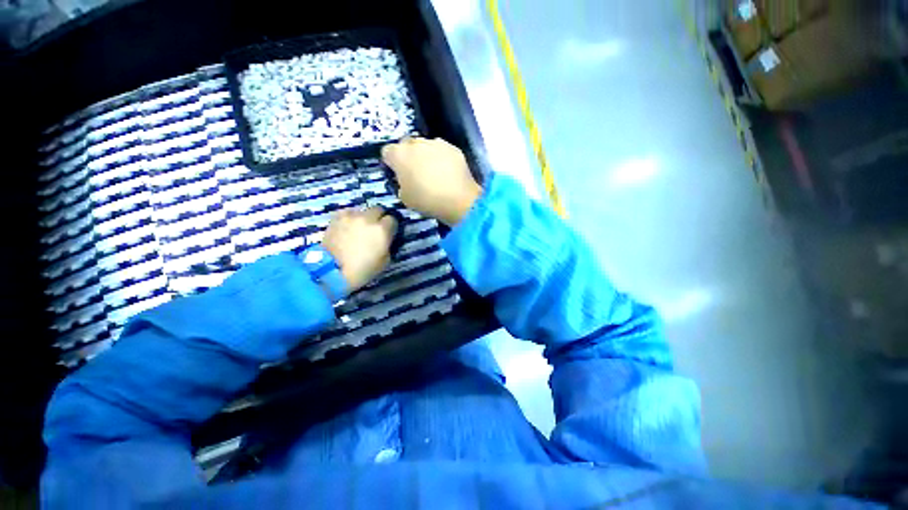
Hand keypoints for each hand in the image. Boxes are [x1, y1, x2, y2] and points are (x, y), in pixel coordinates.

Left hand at [321, 207, 396, 291]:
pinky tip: (348, 226)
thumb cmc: (362, 269)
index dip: (391, 226)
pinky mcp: (337, 217)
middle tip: (375, 228)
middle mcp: (368, 219)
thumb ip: (387, 245)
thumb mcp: (385, 261)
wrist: (332, 271)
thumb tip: (386, 239)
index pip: (392, 220)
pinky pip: (348, 212)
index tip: (388, 233)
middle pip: (379, 210)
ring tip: (360, 227)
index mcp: (382, 230)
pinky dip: (350, 217)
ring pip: (363, 210)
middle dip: (379, 218)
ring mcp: (352, 216)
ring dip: (364, 217)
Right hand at [381, 137, 481, 225]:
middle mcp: (416, 143)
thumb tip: (405, 179)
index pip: (387, 152)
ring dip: (425, 155)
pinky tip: (447, 172)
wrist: (458, 199)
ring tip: (433, 172)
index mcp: (399, 154)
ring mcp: (436, 143)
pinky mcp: (453, 147)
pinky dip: (442, 158)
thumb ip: (400, 184)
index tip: (396, 173)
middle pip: (406, 145)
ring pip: (425, 146)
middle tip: (414, 172)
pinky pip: (442, 151)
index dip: (391, 163)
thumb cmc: (427, 201)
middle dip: (408, 155)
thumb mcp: (405, 198)